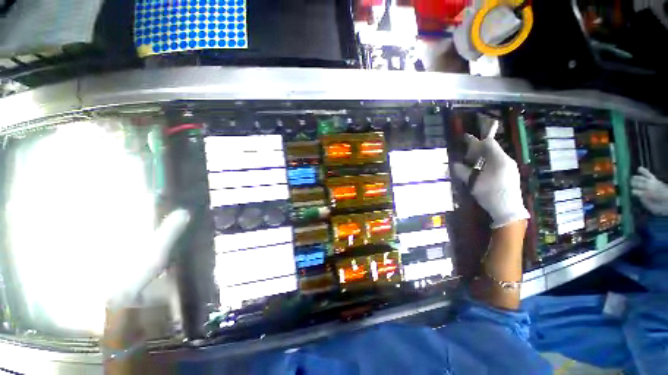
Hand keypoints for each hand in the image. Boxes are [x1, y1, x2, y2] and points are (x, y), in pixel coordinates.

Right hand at [453, 134, 528, 227]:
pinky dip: (486, 163)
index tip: (465, 138)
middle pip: (491, 149)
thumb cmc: (490, 194)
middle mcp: (506, 160)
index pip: (488, 143)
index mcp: (499, 160)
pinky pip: (497, 163)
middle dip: (477, 150)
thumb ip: (463, 171)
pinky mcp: (510, 174)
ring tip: (471, 164)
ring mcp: (510, 167)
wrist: (508, 210)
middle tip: (465, 156)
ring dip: (481, 157)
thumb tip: (455, 164)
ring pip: (494, 156)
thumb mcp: (472, 182)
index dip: (475, 140)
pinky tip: (480, 170)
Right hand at [631, 167, 667, 215]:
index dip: (631, 192)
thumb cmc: (661, 207)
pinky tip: (639, 168)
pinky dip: (643, 171)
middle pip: (638, 184)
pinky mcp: (654, 180)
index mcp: (648, 194)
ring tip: (629, 179)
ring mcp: (652, 182)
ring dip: (635, 179)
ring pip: (641, 179)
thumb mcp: (654, 209)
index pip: (636, 192)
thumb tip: (638, 197)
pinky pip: (648, 174)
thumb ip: (646, 203)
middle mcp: (649, 186)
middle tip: (625, 185)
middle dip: (631, 184)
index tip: (627, 193)